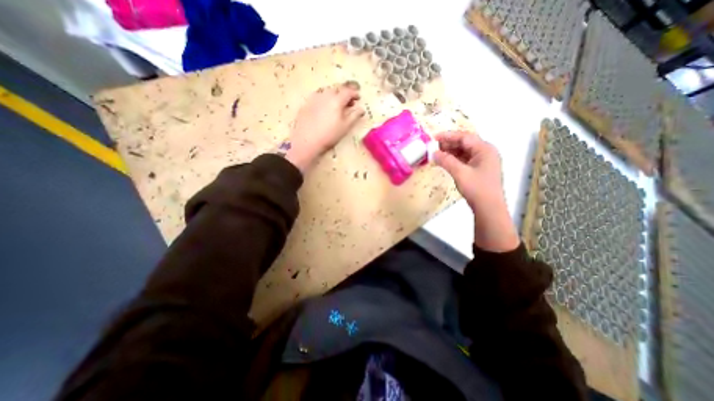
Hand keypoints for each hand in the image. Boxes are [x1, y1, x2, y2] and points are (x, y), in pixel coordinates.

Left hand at [285, 81, 363, 172]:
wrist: (307, 141)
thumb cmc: (329, 135)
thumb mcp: (345, 127)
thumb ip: (354, 116)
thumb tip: (361, 109)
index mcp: (336, 100)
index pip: (348, 91)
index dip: (354, 93)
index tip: (358, 98)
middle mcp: (325, 95)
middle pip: (337, 89)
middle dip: (344, 93)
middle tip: (348, 102)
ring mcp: (314, 98)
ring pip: (326, 91)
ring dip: (334, 95)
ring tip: (336, 105)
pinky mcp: (306, 104)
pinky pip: (317, 97)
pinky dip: (324, 99)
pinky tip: (324, 108)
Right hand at [432, 131, 516, 252]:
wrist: (489, 208)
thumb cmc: (477, 188)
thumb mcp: (460, 173)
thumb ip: (446, 161)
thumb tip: (434, 153)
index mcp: (485, 149)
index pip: (465, 137)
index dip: (448, 136)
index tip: (434, 138)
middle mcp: (486, 152)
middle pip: (465, 143)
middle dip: (449, 144)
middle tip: (434, 146)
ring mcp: (484, 161)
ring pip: (465, 151)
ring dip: (451, 152)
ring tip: (437, 154)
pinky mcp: (480, 169)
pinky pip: (466, 159)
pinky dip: (455, 159)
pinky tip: (446, 162)